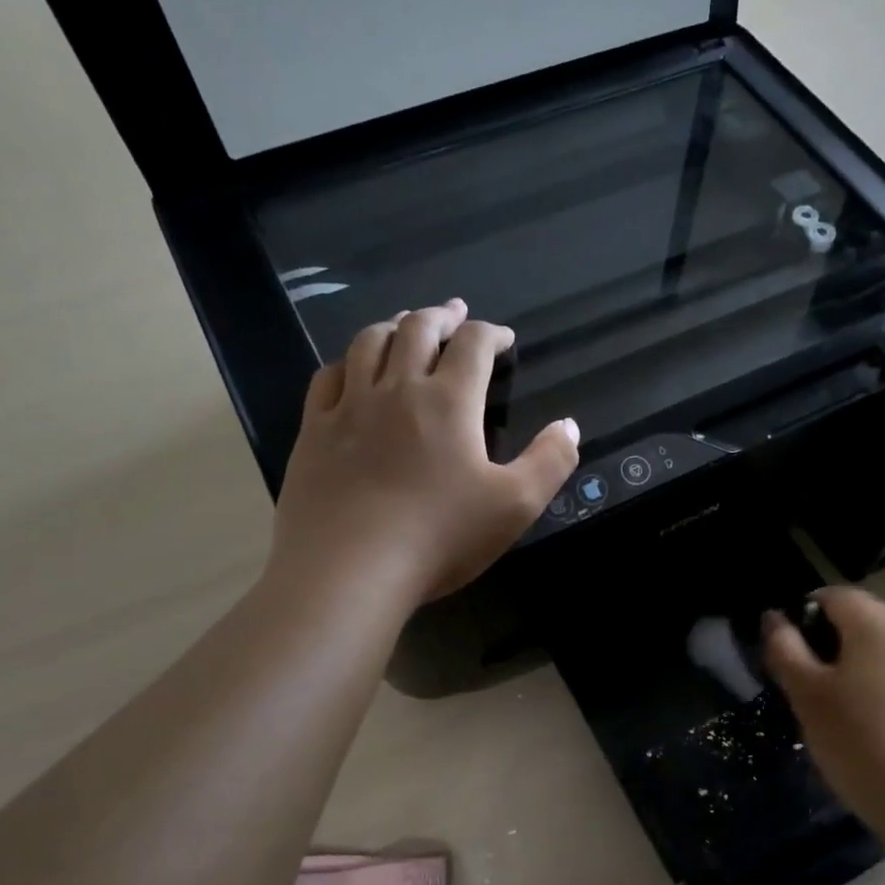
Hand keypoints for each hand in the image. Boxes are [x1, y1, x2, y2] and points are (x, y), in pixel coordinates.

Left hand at [268, 299, 578, 604]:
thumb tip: (570, 425)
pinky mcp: (315, 432)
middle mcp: (397, 389)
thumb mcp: (515, 506)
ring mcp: (349, 407)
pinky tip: (352, 368)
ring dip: (393, 326)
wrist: (349, 570)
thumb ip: (550, 461)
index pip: (473, 345)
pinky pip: (327, 377)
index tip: (504, 338)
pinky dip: (347, 361)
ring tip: (406, 325)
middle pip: (418, 330)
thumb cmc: (439, 537)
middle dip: (441, 316)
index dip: (492, 333)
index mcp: (449, 402)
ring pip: (368, 343)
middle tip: (455, 314)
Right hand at [764, 588, 884, 841]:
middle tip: (797, 681)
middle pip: (853, 616)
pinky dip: (866, 678)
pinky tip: (854, 716)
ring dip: (842, 661)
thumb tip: (773, 617)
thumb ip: (784, 647)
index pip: (831, 595)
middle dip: (821, 640)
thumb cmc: (857, 739)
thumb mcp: (806, 692)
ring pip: (871, 643)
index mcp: (878, 621)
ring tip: (823, 702)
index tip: (782, 652)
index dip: (799, 615)